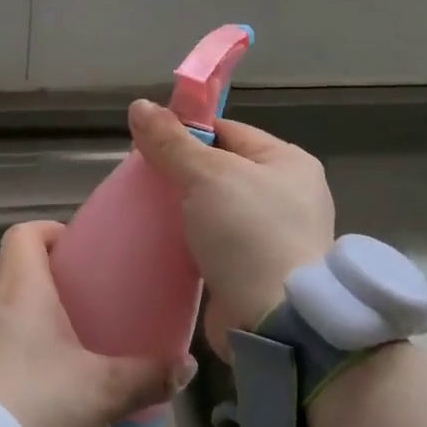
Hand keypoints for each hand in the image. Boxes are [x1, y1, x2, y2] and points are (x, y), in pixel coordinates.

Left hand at [0, 220, 193, 426]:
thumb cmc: (41, 407)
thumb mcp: (105, 392)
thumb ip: (149, 375)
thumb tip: (186, 366)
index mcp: (20, 290)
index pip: (24, 233)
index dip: (48, 232)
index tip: (74, 249)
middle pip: (1, 261)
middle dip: (31, 266)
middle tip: (64, 291)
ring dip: (6, 300)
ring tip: (40, 327)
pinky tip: (18, 366)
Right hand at [128, 99, 334, 355]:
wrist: (275, 321)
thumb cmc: (248, 234)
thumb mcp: (207, 176)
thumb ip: (171, 142)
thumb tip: (138, 105)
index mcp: (288, 162)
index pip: (227, 132)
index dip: (186, 133)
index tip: (148, 144)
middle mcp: (287, 194)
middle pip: (220, 170)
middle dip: (180, 174)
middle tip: (142, 182)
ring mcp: (274, 235)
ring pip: (215, 209)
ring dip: (183, 211)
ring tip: (146, 212)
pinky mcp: (256, 270)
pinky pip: (216, 243)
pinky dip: (192, 241)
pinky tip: (164, 243)